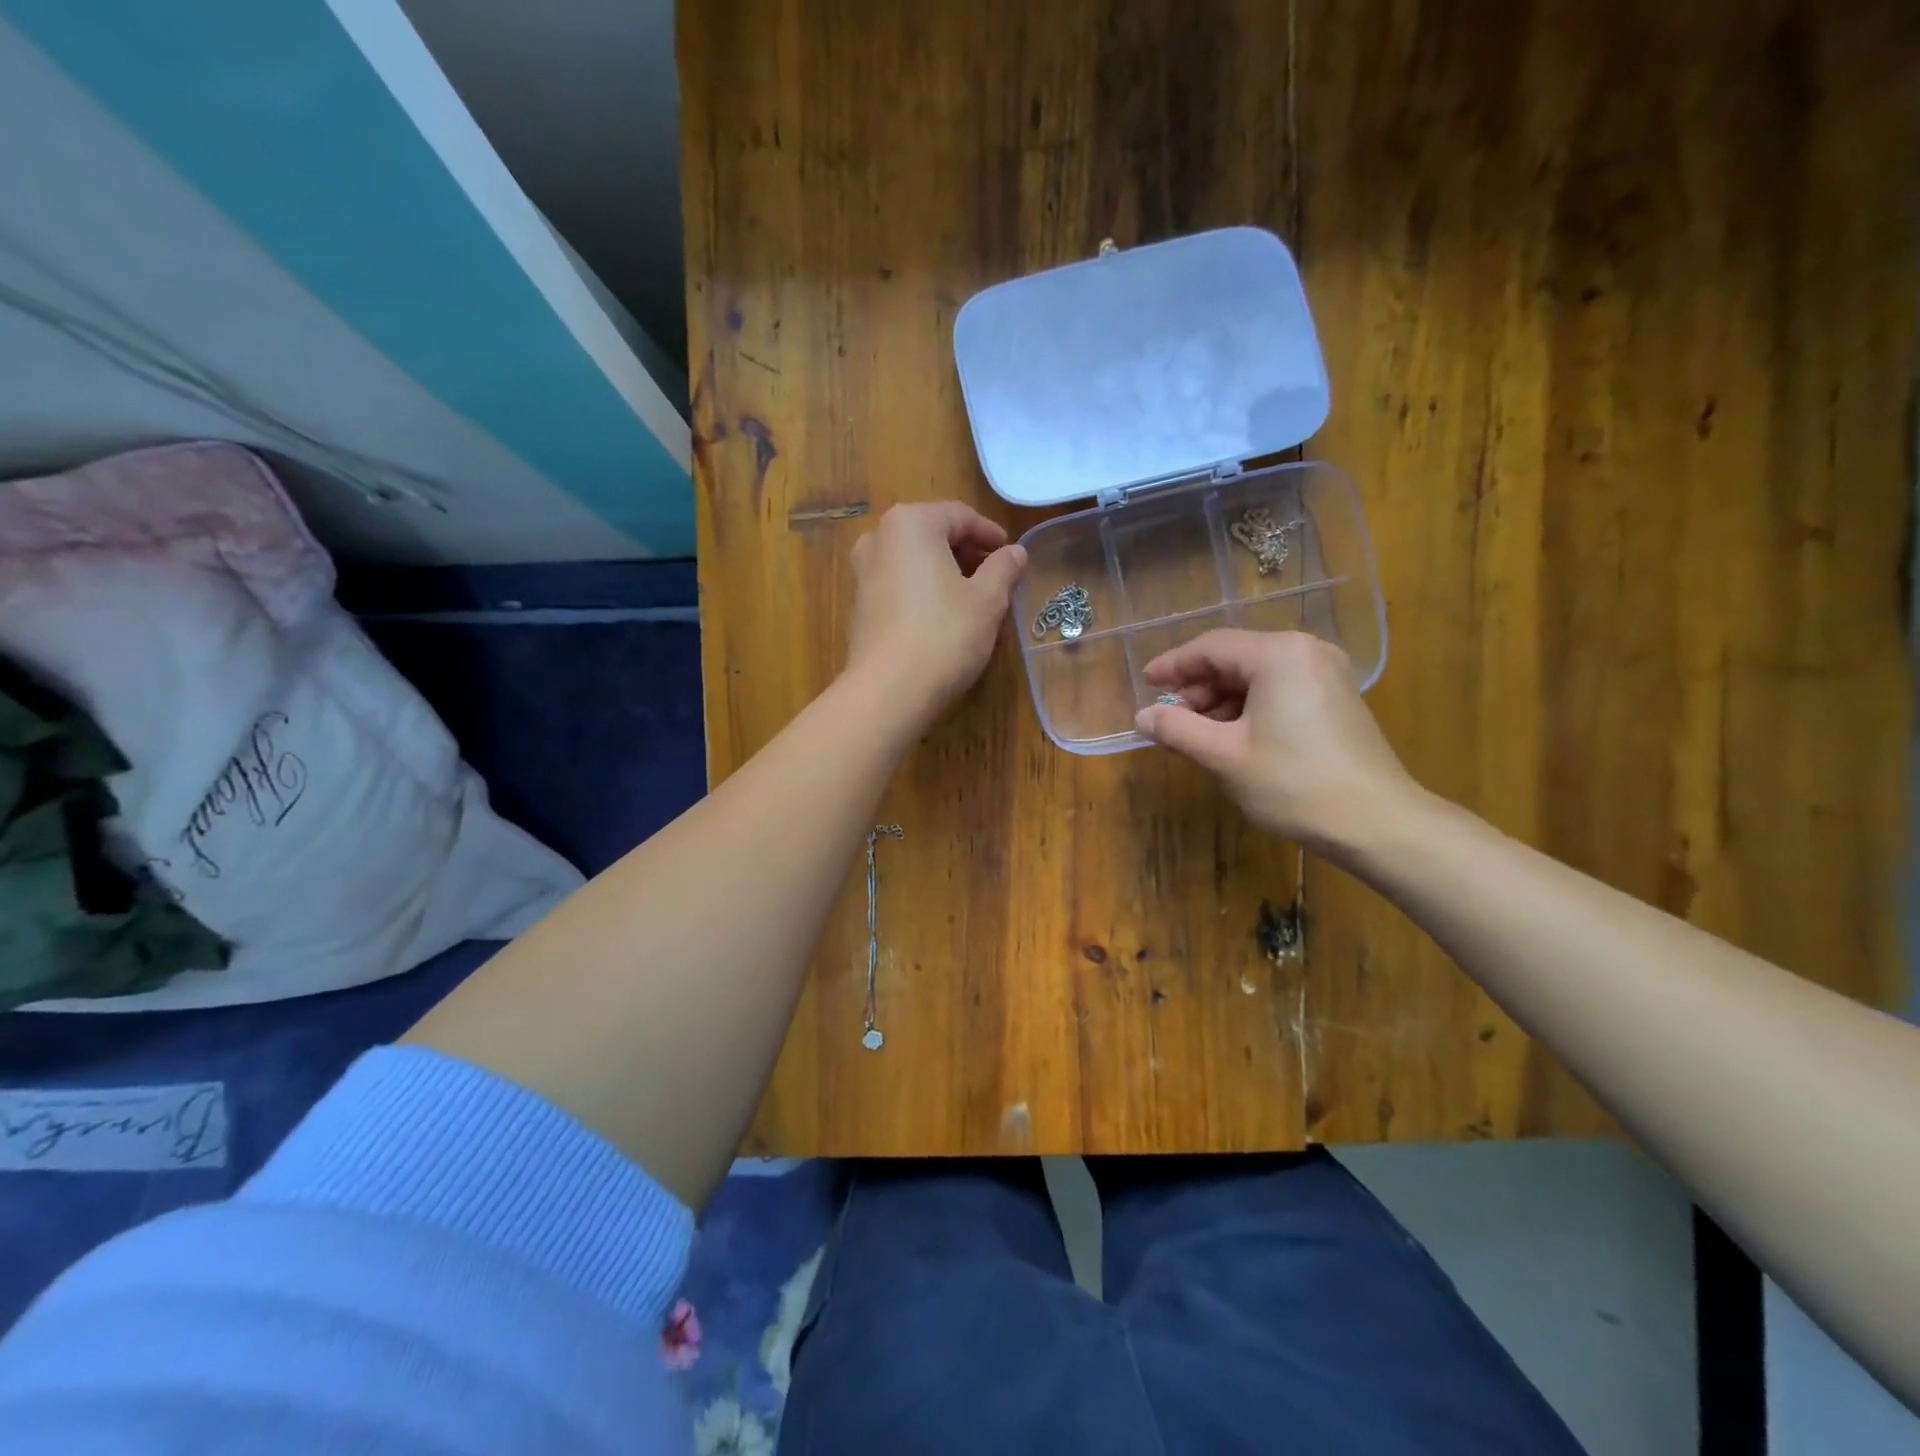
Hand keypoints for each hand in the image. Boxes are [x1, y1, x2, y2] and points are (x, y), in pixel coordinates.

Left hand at [845, 501, 1026, 726]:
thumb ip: (1004, 569)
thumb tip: (1016, 552)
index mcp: (911, 523)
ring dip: (944, 572)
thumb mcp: (988, 600)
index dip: (991, 535)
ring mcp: (863, 571)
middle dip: (966, 553)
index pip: (960, 516)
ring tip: (973, 599)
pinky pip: (898, 584)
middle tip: (996, 578)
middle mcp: (879, 538)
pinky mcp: (859, 604)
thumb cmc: (945, 635)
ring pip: (914, 560)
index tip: (1011, 556)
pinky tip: (942, 617)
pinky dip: (923, 590)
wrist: (889, 691)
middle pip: (933, 535)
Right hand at [1134, 630, 1423, 862]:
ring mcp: (1327, 673)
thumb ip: (1177, 729)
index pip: (1211, 647)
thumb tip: (1142, 716)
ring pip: (1257, 675)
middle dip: (1198, 687)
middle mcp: (1305, 651)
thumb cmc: (1293, 784)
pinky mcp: (1337, 698)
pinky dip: (1249, 707)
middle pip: (1235, 657)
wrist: (1377, 822)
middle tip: (1170, 719)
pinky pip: (1279, 689)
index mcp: (1278, 655)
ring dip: (1221, 700)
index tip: (1145, 685)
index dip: (1173, 666)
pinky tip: (1232, 737)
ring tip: (1197, 734)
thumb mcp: (1224, 756)